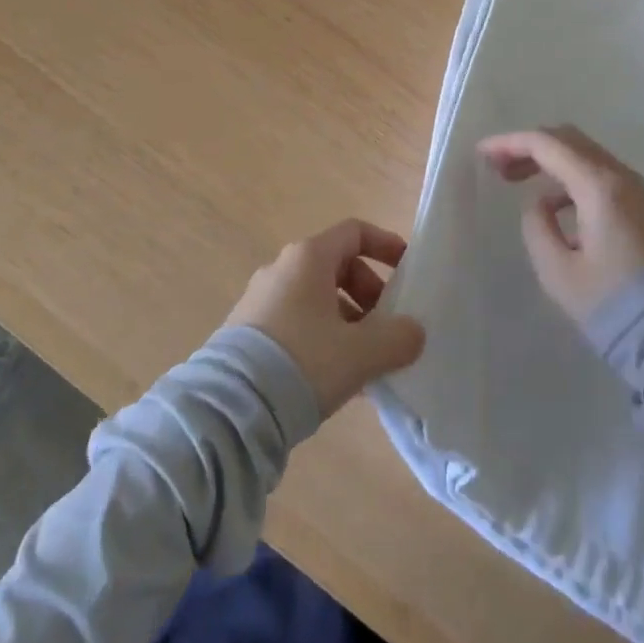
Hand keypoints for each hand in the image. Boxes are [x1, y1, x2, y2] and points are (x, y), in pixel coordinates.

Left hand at [225, 219, 426, 416]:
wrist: (229, 410)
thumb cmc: (303, 362)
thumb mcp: (360, 353)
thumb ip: (397, 338)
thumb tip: (414, 333)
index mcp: (309, 257)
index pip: (355, 232)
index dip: (385, 245)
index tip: (406, 270)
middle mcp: (282, 268)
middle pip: (338, 266)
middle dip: (369, 294)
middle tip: (386, 328)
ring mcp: (261, 300)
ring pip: (317, 299)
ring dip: (347, 321)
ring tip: (364, 361)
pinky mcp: (247, 332)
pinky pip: (297, 322)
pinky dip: (322, 337)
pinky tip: (334, 378)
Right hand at [480, 126, 643, 325]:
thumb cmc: (609, 303)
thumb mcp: (557, 269)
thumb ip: (537, 225)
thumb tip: (539, 203)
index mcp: (598, 186)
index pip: (547, 144)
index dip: (510, 143)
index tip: (482, 153)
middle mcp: (619, 175)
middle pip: (567, 139)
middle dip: (529, 146)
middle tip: (497, 166)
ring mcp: (634, 186)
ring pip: (583, 152)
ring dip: (548, 159)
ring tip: (516, 181)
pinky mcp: (639, 202)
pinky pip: (597, 171)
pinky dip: (569, 175)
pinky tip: (552, 204)